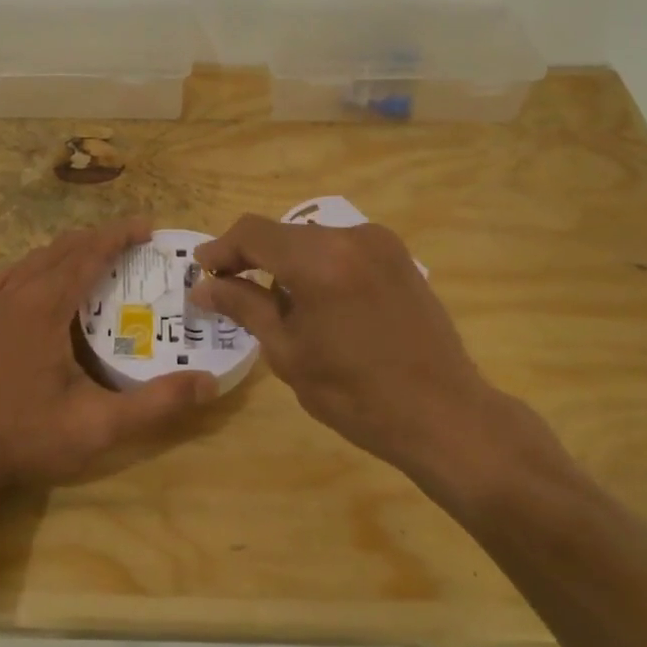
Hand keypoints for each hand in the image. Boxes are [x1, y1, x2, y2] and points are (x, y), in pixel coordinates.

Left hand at [0, 216, 216, 491]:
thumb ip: (156, 404)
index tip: (149, 227)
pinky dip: (41, 263)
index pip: (88, 253)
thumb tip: (210, 382)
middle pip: (64, 248)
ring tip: (101, 255)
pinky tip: (49, 279)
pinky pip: (15, 273)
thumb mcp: (98, 426)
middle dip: (101, 238)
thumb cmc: (27, 437)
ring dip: (72, 248)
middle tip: (136, 242)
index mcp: (44, 306)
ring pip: (37, 257)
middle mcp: (17, 293)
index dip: (120, 235)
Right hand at [192, 214, 538, 485]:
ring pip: (312, 239)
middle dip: (252, 257)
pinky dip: (317, 265)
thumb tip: (203, 288)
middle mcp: (351, 236)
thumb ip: (244, 307)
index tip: (202, 272)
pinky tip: (316, 302)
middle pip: (283, 233)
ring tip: (274, 303)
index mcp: (320, 260)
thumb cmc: (355, 394)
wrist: (443, 414)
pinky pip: (341, 248)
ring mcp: (381, 243)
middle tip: (230, 291)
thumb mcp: (288, 352)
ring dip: (285, 262)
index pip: (253, 233)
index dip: (221, 248)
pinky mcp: (399, 256)